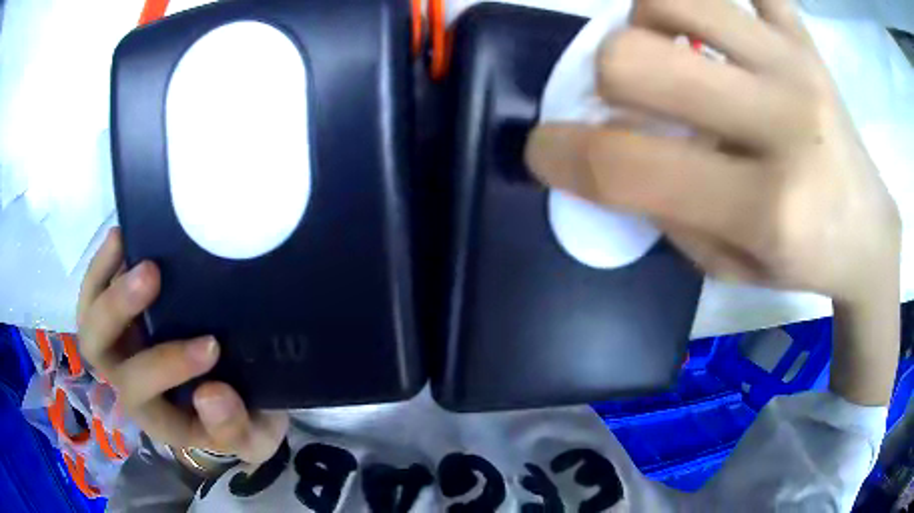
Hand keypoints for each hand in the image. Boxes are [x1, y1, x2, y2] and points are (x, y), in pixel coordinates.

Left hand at [77, 228, 287, 465]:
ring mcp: (121, 343)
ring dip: (104, 279)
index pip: (141, 392)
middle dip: (117, 311)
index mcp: (153, 413)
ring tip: (126, 242)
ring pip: (90, 315)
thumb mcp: (252, 438)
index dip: (167, 367)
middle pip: (98, 349)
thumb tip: (211, 394)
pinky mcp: (124, 316)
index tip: (212, 346)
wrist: (230, 399)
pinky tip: (122, 237)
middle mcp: (126, 378)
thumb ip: (234, 429)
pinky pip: (97, 290)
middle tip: (152, 275)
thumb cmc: (239, 421)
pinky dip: (103, 264)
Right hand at [526, 0, 899, 304]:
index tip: (543, 150)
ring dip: (645, 21)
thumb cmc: (802, 259)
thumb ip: (662, 207)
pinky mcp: (804, 36)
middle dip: (603, 78)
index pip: (627, 162)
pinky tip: (708, 17)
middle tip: (625, 98)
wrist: (868, 231)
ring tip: (669, 51)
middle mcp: (785, 120)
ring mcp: (796, 62)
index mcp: (768, 206)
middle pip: (633, 55)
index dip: (559, 153)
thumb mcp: (726, 265)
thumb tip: (603, 147)